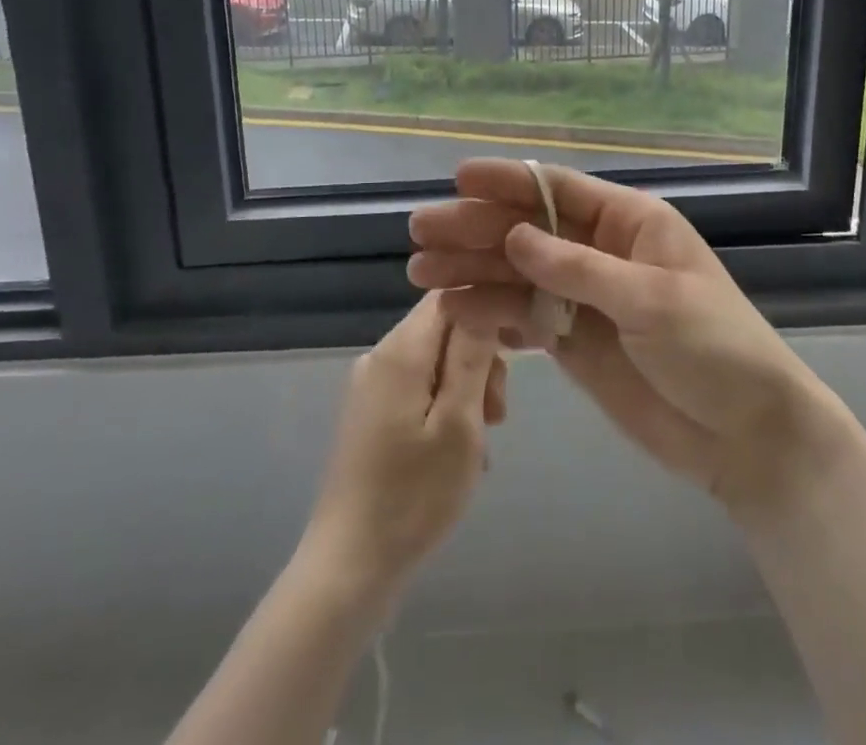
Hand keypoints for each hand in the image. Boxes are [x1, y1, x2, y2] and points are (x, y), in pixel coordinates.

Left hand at [300, 293, 507, 595]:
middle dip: (480, 361)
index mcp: (401, 350)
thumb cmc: (413, 496)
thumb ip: (473, 355)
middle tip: (496, 415)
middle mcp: (380, 356)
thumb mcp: (459, 424)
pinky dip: (445, 410)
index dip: (488, 311)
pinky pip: (419, 389)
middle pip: (445, 329)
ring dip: (466, 391)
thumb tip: (485, 298)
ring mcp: (372, 386)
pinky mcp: (370, 414)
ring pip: (436, 362)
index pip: (451, 296)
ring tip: (479, 443)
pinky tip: (455, 455)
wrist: (348, 567)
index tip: (517, 350)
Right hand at [407, 160, 847, 521]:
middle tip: (420, 233)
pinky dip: (492, 315)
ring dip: (473, 271)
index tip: (458, 178)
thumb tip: (514, 235)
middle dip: (476, 230)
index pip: (559, 190)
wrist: (747, 437)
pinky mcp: (575, 343)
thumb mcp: (651, 301)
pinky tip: (456, 312)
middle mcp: (601, 252)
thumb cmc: (714, 350)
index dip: (508, 182)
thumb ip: (578, 269)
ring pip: (519, 274)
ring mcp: (586, 298)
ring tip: (421, 274)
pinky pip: (525, 319)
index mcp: (629, 223)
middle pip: (528, 231)